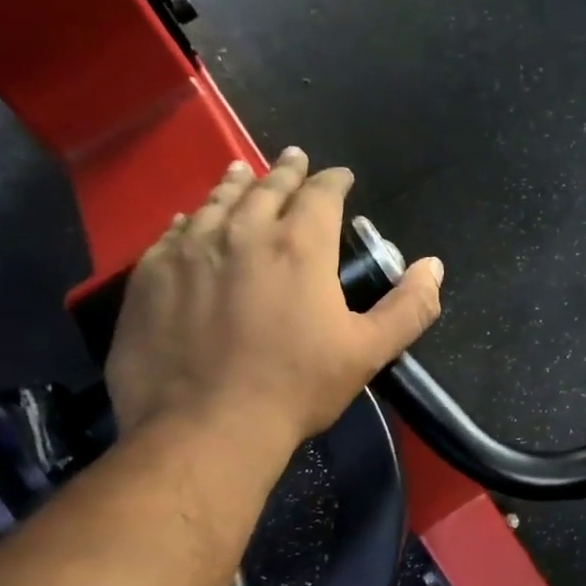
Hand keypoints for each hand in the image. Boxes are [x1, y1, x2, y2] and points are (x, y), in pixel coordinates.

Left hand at [106, 148, 443, 445]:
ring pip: (217, 202)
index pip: (321, 194)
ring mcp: (190, 250)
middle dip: (287, 171)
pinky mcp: (151, 274)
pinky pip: (173, 232)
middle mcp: (243, 232)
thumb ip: (408, 307)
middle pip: (268, 187)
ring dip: (237, 184)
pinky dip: (190, 219)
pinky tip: (191, 218)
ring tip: (243, 171)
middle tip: (295, 158)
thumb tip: (434, 266)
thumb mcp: (368, 352)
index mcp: (299, 246)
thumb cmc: (295, 388)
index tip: (341, 175)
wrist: (204, 428)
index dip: (334, 180)